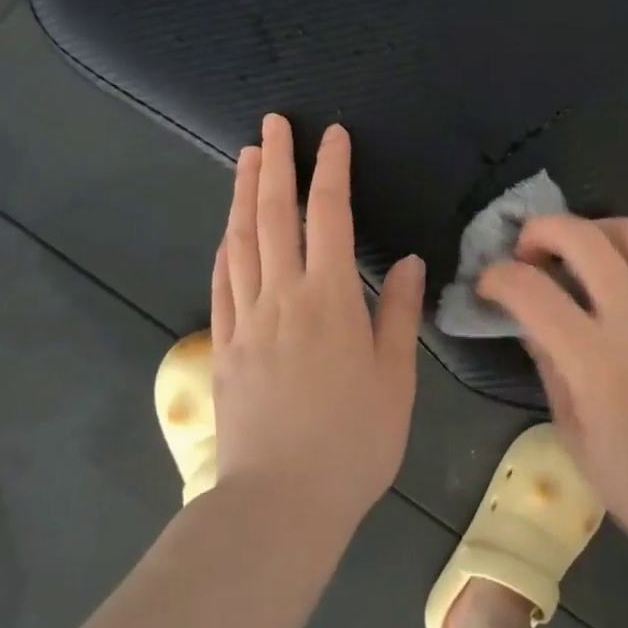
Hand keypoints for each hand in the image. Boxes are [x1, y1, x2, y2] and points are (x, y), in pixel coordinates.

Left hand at [211, 114, 424, 533]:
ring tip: (246, 156)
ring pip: (241, 240)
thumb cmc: (352, 442)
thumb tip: (405, 260)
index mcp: (329, 298)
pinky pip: (222, 283)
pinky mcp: (224, 346)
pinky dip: (226, 247)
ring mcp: (246, 319)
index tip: (331, 134)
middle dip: (275, 162)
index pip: (329, 215)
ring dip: (243, 193)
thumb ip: (398, 313)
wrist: (280, 505)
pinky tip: (228, 231)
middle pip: (274, 215)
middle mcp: (282, 296)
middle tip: (272, 123)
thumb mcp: (394, 379)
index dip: (330, 169)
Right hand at [478, 215, 627, 565]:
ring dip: (592, 231)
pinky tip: (625, 303)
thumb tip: (532, 325)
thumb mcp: (575, 439)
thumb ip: (550, 370)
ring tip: (578, 255)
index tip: (488, 284)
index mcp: (596, 362)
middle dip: (541, 229)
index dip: (498, 277)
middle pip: (582, 237)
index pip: (531, 290)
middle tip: (528, 250)